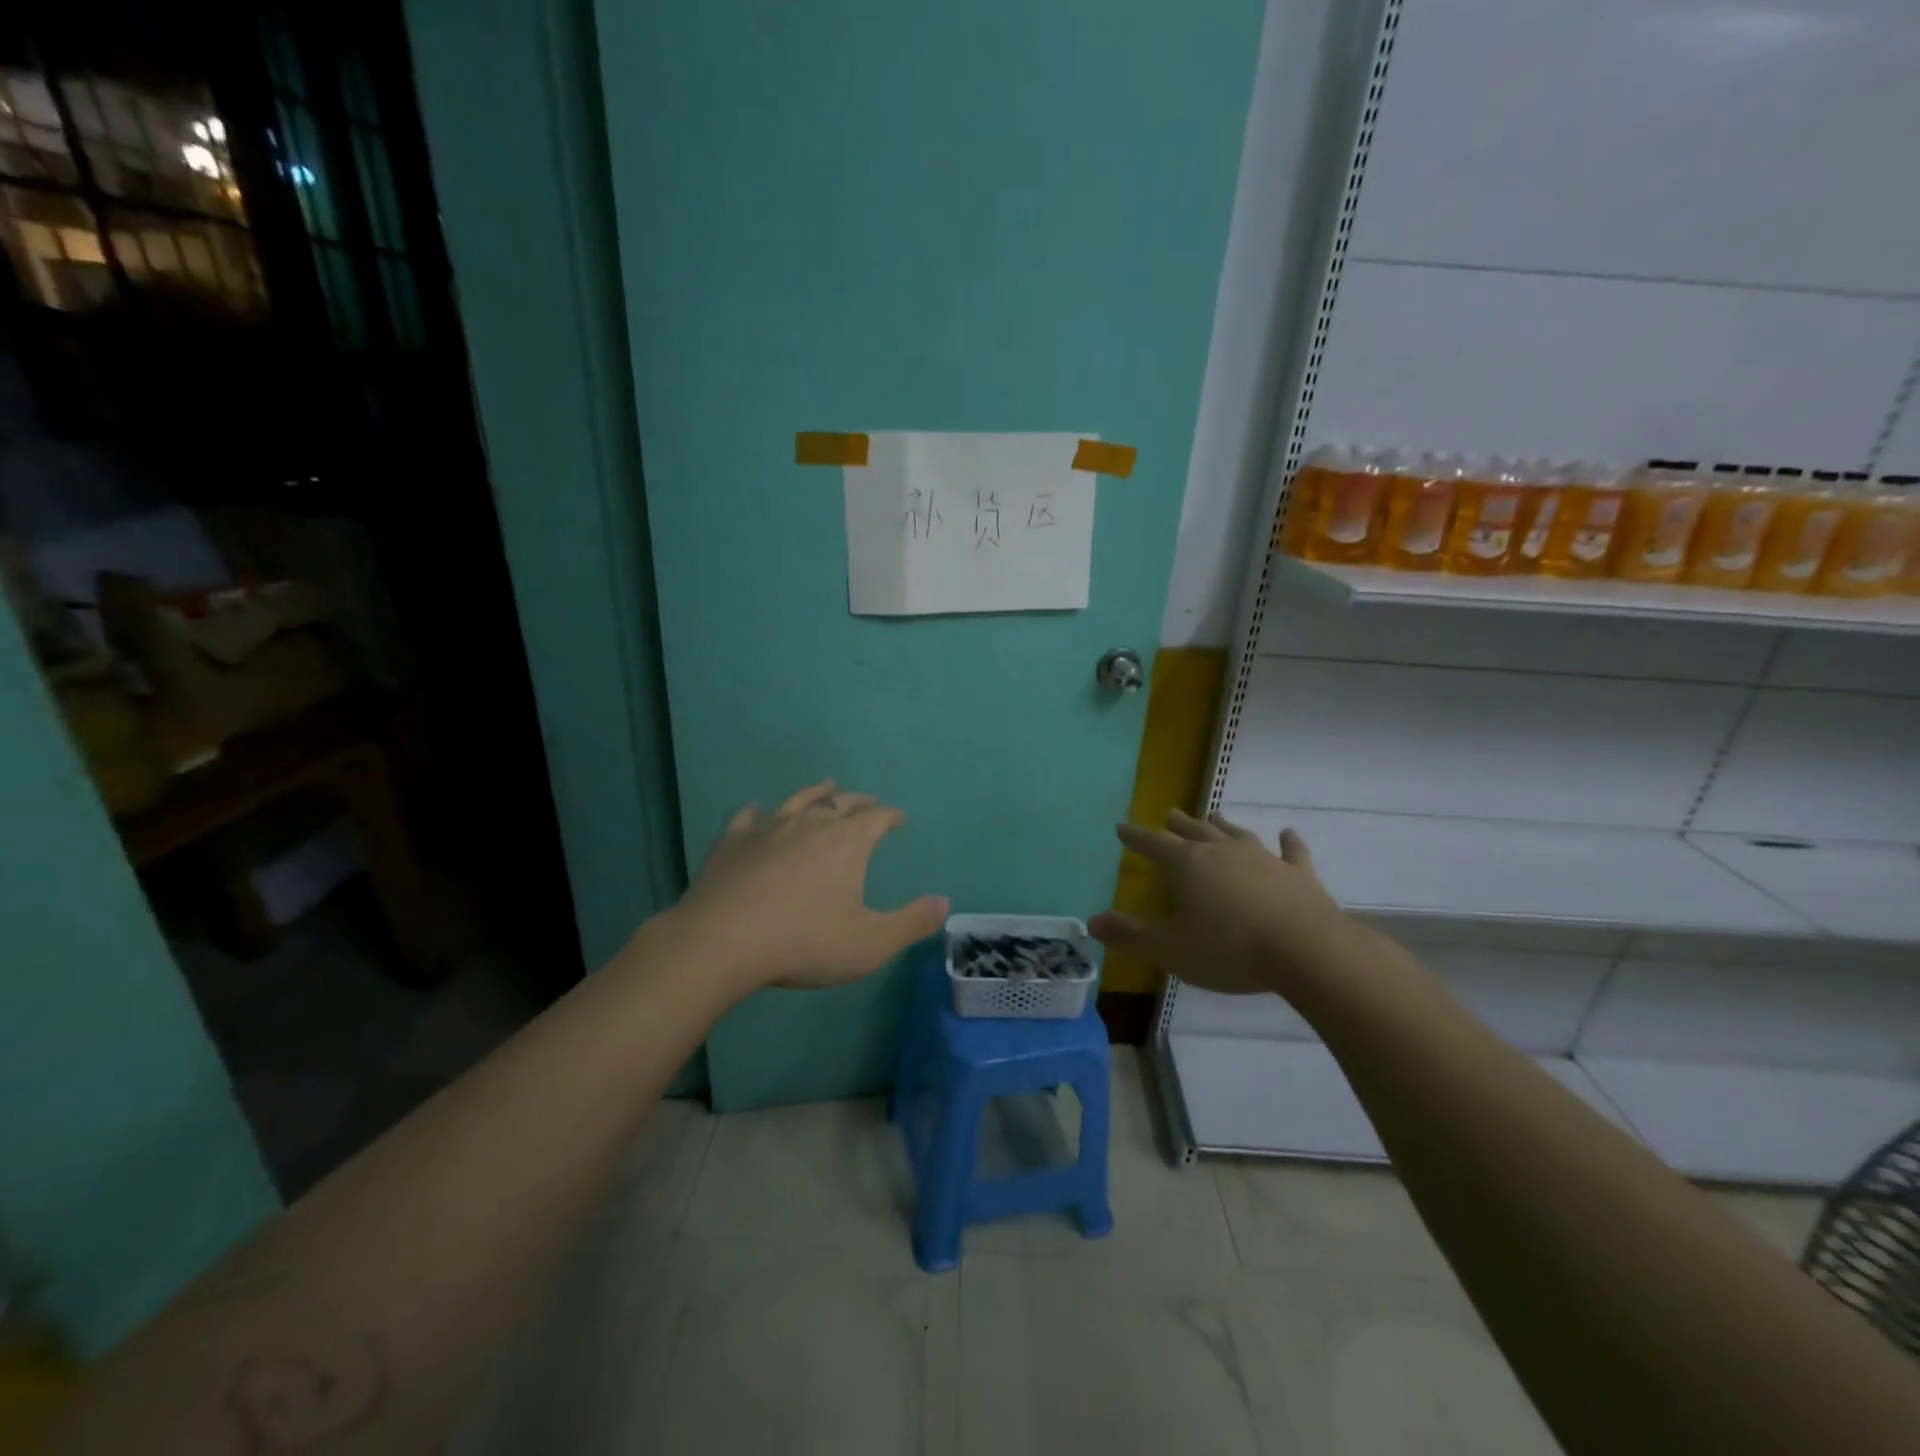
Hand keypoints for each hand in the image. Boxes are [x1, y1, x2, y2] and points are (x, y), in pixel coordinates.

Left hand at [665, 781, 947, 993]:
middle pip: (841, 803)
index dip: (890, 815)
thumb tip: (944, 902)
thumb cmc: (804, 942)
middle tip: (868, 801)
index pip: (876, 817)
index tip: (898, 817)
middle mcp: (810, 824)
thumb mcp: (870, 943)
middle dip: (859, 801)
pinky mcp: (732, 842)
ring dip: (816, 793)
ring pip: (798, 800)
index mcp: (847, 842)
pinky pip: (748, 818)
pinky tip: (756, 810)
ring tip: (826, 785)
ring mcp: (768, 829)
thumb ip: (911, 922)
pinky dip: (757, 811)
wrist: (722, 942)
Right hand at [1089, 811, 1357, 995]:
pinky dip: (1288, 842)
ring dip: (1222, 825)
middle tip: (1169, 814)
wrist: (1307, 951)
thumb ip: (1130, 934)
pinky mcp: (1299, 875)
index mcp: (1188, 865)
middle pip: (1195, 832)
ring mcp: (1264, 859)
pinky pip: (1291, 852)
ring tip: (1212, 815)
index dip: (1136, 837)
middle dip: (1178, 825)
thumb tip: (1092, 921)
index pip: (1154, 844)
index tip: (1121, 827)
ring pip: (1236, 834)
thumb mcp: (1170, 948)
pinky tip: (1288, 833)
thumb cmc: (1230, 949)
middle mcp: (1223, 852)